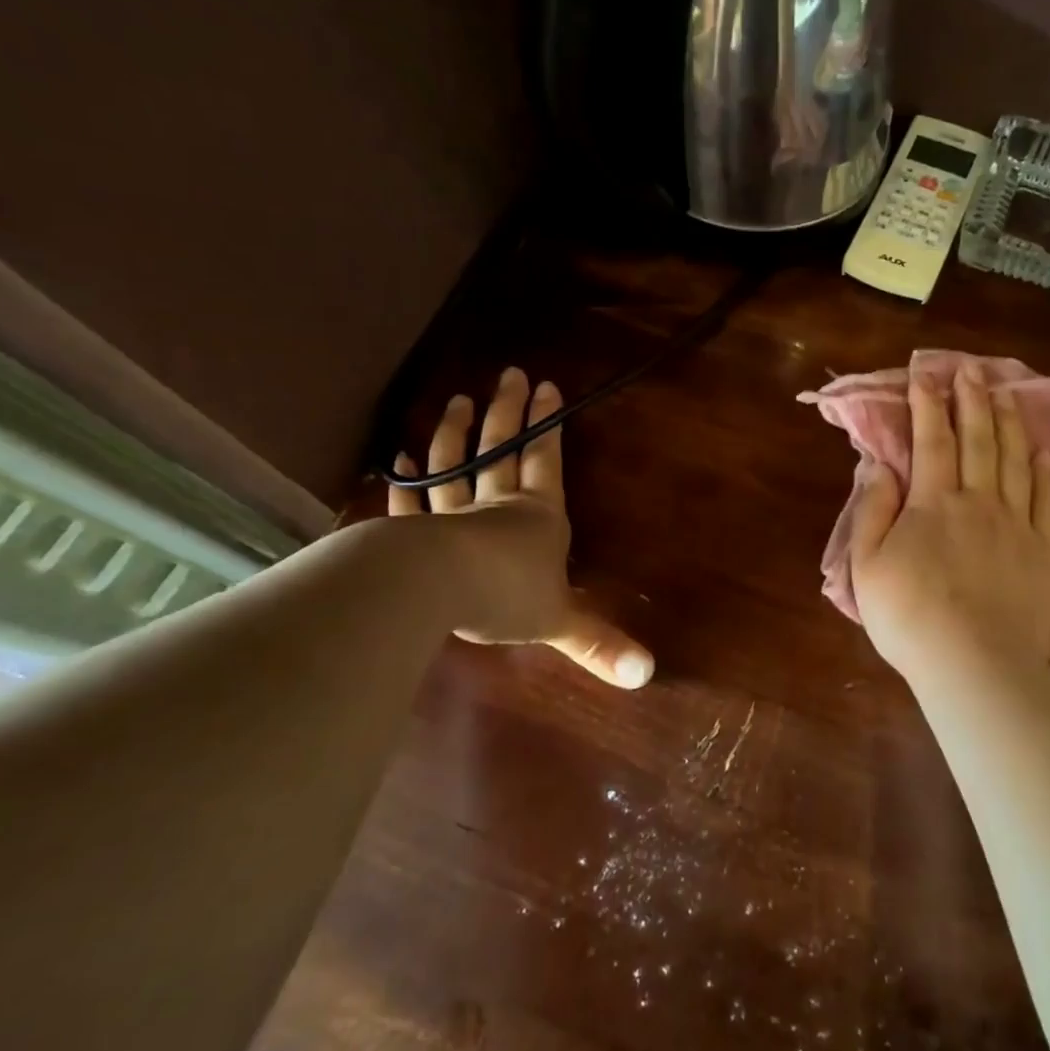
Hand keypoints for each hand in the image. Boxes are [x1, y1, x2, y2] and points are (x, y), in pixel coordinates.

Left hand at [388, 367, 652, 688]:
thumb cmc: (509, 596)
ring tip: (457, 400)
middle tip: (510, 374)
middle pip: (502, 450)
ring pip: (454, 465)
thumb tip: (649, 675)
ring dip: (456, 433)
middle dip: (508, 412)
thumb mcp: (560, 623)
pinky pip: (410, 501)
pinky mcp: (414, 531)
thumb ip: (600, 644)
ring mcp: (452, 514)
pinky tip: (399, 459)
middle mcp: (497, 506)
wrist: (439, 590)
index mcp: (538, 517)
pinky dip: (405, 480)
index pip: (546, 461)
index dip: (548, 425)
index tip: (548, 386)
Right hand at [848, 362, 1049, 683]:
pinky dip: (1043, 468)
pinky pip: (1045, 498)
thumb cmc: (910, 615)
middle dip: (971, 399)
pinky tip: (1042, 447)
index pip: (931, 440)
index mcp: (933, 502)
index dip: (927, 404)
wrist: (976, 663)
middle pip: (978, 438)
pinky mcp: (1044, 549)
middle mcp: (978, 500)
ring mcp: (1017, 522)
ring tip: (1005, 392)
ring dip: (1008, 421)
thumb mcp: (867, 564)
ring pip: (1014, 458)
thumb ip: (871, 509)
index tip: (925, 375)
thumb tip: (879, 464)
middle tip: (970, 369)